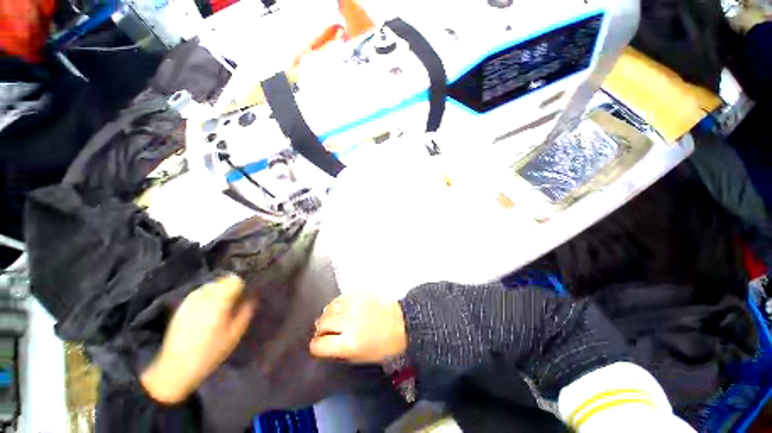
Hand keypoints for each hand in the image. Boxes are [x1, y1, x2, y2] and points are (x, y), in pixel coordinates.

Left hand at [140, 275, 255, 403]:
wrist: (175, 368)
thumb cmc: (210, 353)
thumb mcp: (234, 335)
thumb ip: (245, 313)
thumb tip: (251, 298)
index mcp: (218, 303)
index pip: (234, 281)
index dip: (242, 286)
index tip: (244, 295)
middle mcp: (204, 298)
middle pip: (222, 280)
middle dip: (231, 287)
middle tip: (235, 301)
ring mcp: (190, 301)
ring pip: (211, 285)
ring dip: (219, 290)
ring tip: (221, 305)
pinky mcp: (181, 306)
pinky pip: (199, 292)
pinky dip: (207, 295)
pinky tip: (207, 309)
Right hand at [310, 295, 406, 363]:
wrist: (402, 322)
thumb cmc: (385, 346)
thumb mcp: (362, 358)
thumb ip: (341, 353)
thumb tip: (327, 347)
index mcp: (349, 343)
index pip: (320, 344)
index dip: (316, 347)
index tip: (318, 347)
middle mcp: (348, 323)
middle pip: (322, 324)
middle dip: (319, 331)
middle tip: (323, 333)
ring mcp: (353, 306)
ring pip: (328, 309)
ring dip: (325, 316)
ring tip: (329, 321)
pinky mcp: (358, 296)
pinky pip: (338, 299)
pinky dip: (333, 305)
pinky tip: (336, 310)